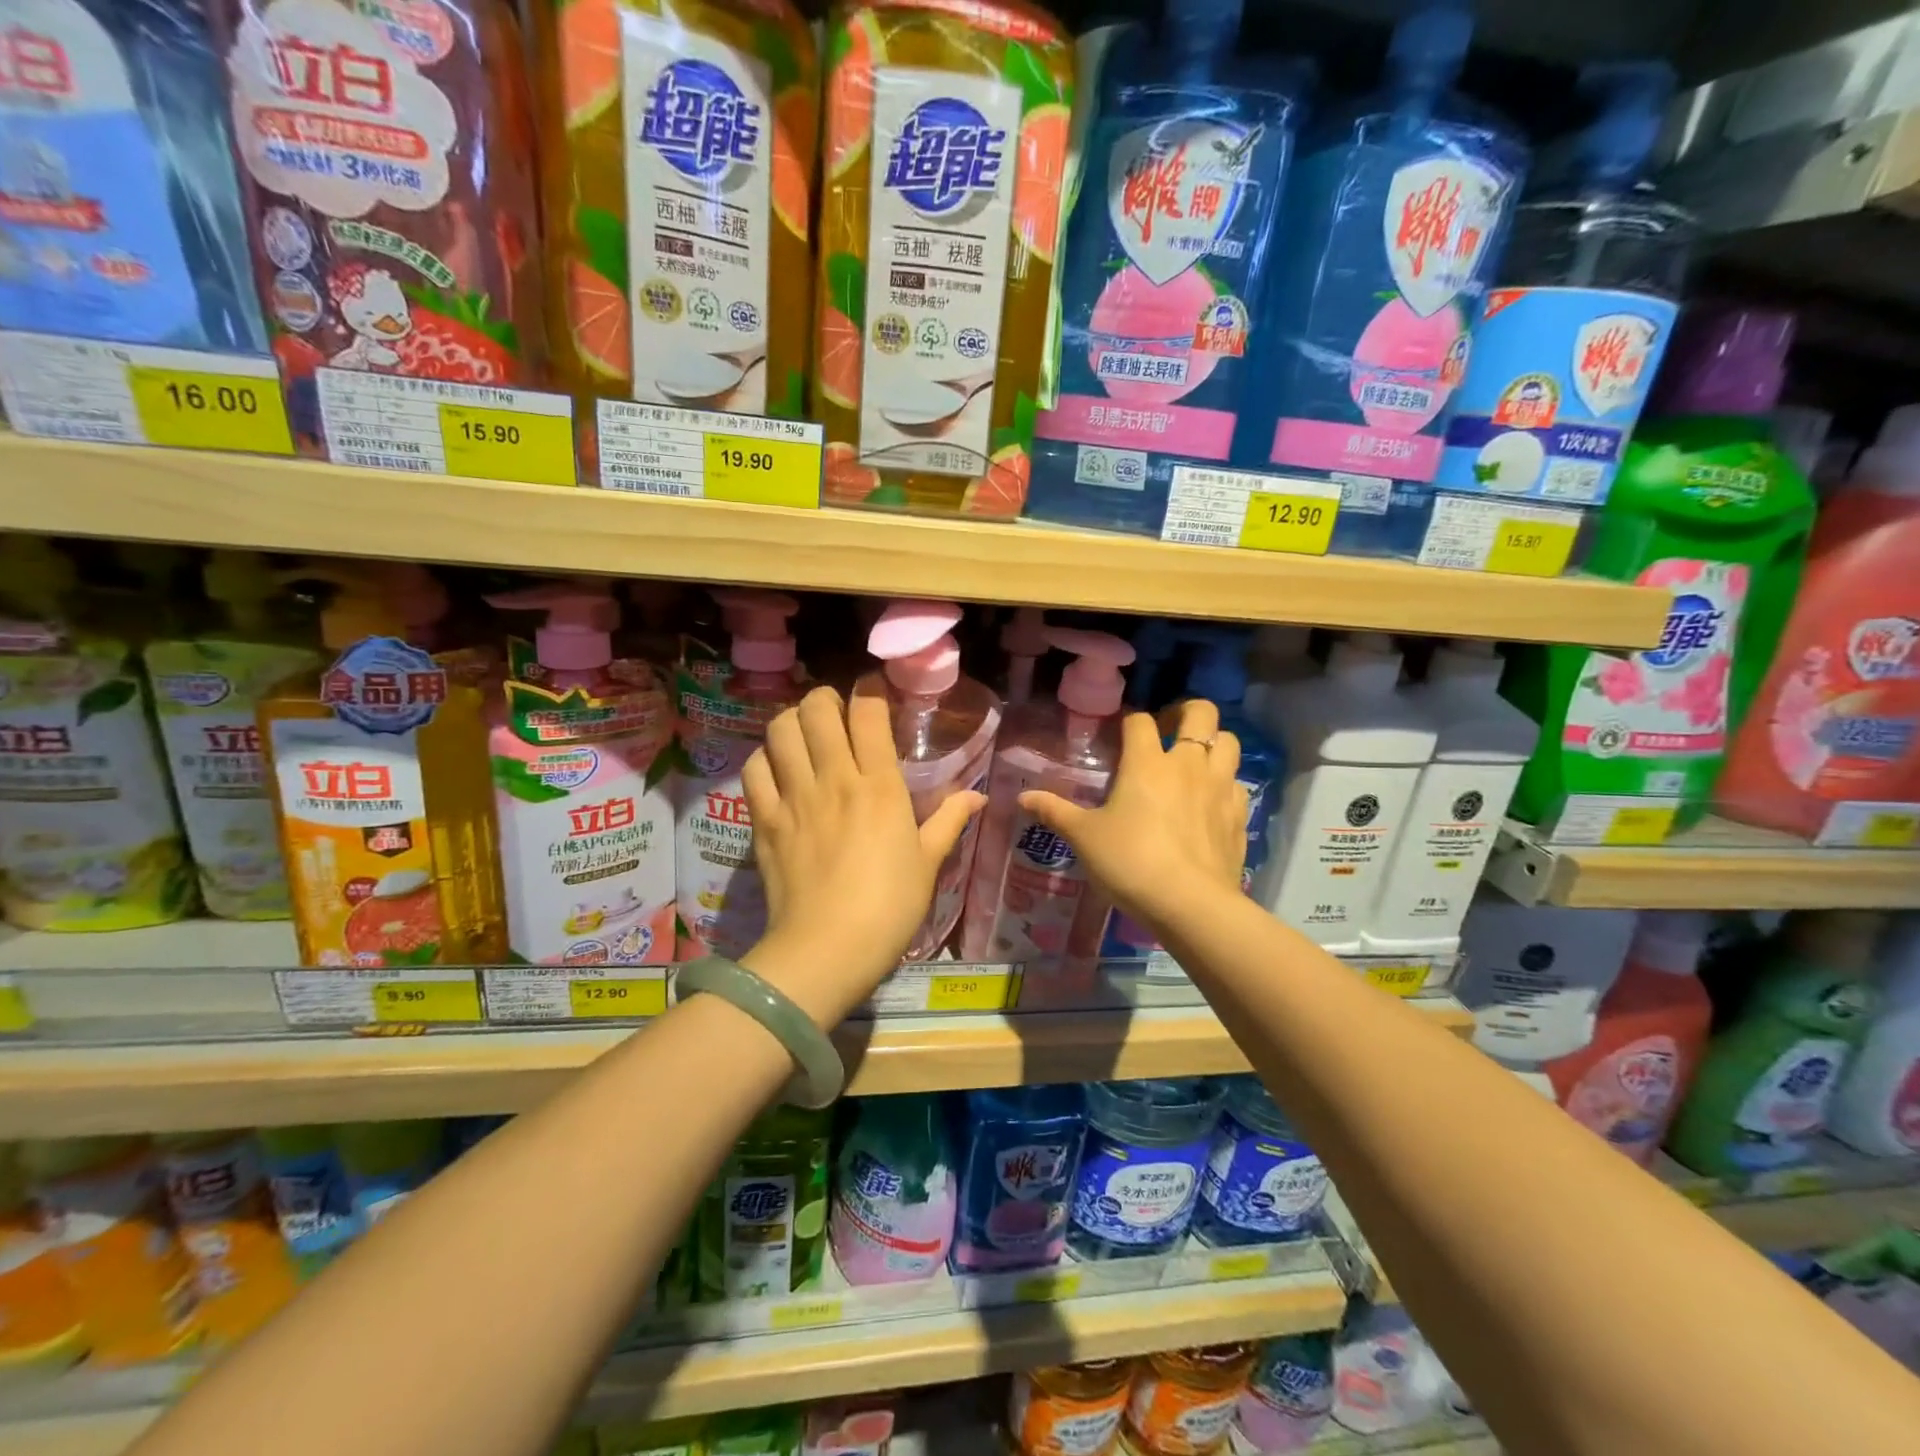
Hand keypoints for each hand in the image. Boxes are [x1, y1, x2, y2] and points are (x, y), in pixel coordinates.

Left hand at [740, 685, 983, 1023]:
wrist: (827, 949)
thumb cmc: (890, 907)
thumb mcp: (929, 863)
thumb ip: (950, 821)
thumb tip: (978, 796)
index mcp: (880, 786)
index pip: (868, 713)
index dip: (870, 691)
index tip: (874, 692)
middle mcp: (835, 779)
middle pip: (818, 709)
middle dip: (827, 698)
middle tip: (836, 711)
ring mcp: (794, 797)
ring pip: (781, 730)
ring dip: (793, 720)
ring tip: (805, 733)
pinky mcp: (764, 820)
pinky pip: (755, 769)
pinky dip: (765, 758)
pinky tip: (778, 768)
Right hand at [1018, 699, 1247, 941]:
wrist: (1189, 904)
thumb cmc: (1130, 862)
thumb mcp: (1084, 838)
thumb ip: (1055, 812)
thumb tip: (1022, 797)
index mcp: (1147, 762)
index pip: (1140, 720)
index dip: (1130, 720)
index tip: (1121, 732)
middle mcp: (1188, 764)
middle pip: (1201, 713)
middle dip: (1186, 712)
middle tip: (1168, 729)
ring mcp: (1220, 788)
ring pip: (1229, 743)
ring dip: (1213, 743)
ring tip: (1194, 760)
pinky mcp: (1239, 816)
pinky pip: (1237, 785)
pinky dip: (1225, 784)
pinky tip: (1209, 802)